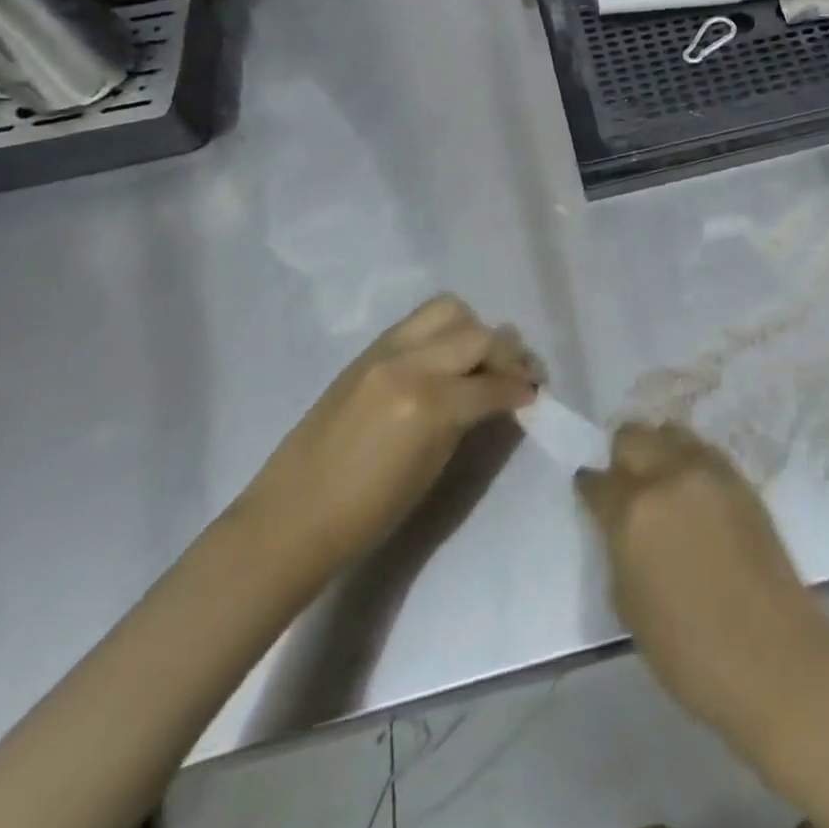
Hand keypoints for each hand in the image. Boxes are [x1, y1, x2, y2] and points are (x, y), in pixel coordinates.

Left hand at [241, 295, 538, 562]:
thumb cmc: (367, 513)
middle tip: (519, 374)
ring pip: (449, 311)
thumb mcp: (433, 467)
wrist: (292, 517)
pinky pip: (419, 322)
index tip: (536, 394)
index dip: (521, 388)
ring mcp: (385, 351)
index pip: (492, 383)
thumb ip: (467, 420)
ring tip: (481, 357)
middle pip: (478, 335)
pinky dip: (445, 331)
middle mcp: (410, 363)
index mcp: (428, 403)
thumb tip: (497, 396)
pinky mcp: (367, 352)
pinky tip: (449, 357)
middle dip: (507, 353)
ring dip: (474, 330)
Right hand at [575, 423, 828, 743]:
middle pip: (632, 436)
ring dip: (658, 449)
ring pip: (670, 432)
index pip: (597, 481)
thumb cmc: (689, 652)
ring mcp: (707, 472)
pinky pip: (703, 451)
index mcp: (632, 513)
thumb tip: (621, 528)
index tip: (590, 493)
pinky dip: (690, 459)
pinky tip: (692, 488)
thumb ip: (619, 551)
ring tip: (661, 479)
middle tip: (625, 483)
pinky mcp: (739, 478)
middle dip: (622, 456)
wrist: (773, 657)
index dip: (590, 487)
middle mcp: (667, 477)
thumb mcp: (629, 606)